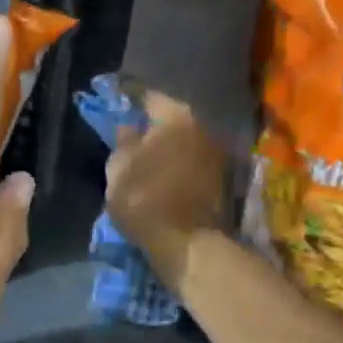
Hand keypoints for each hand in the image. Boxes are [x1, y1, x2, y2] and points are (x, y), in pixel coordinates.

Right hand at [105, 92, 228, 287]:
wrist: (188, 244)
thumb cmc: (145, 199)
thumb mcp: (119, 169)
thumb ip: (123, 142)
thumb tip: (128, 127)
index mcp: (176, 117)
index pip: (150, 99)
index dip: (131, 104)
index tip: (119, 111)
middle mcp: (203, 128)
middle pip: (172, 121)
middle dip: (154, 129)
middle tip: (132, 140)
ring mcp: (217, 155)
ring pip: (185, 144)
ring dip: (169, 151)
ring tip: (148, 164)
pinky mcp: (223, 182)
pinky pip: (193, 165)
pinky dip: (179, 168)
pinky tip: (164, 180)